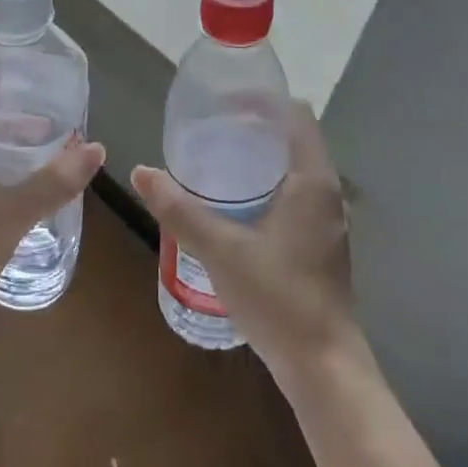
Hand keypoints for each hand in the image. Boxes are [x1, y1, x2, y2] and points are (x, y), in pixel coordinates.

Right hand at [131, 101, 355, 383]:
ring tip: (215, 158)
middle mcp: (326, 194)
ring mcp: (326, 221)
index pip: (296, 116)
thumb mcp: (221, 251)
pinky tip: (233, 205)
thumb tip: (141, 171)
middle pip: (293, 140)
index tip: (222, 100)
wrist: (323, 366)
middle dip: (254, 127)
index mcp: (312, 182)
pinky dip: (266, 185)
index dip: (263, 101)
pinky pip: (293, 195)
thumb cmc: (278, 299)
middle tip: (208, 128)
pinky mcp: (319, 244)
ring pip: (293, 170)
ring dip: (259, 158)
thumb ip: (180, 210)